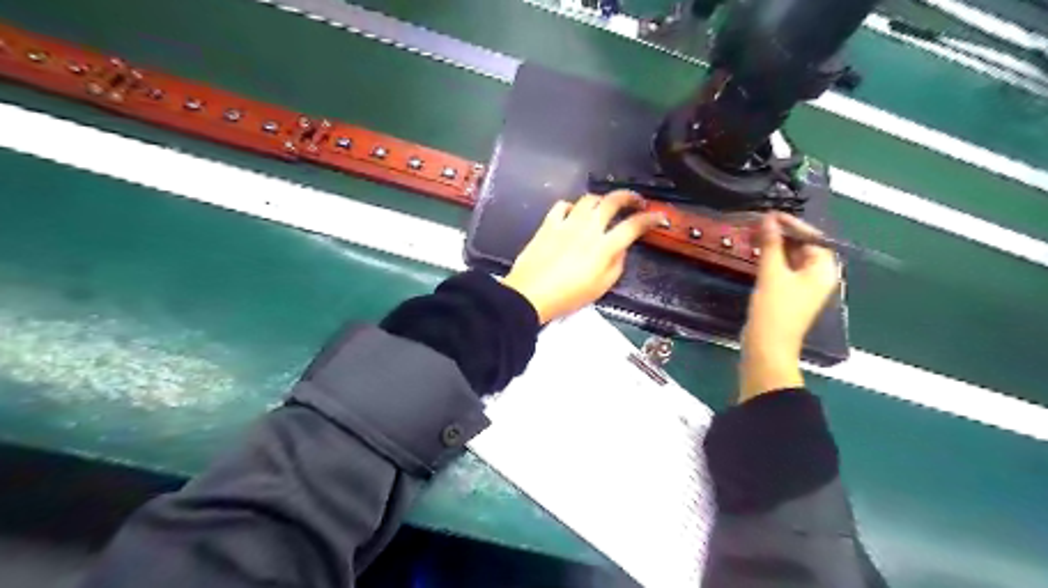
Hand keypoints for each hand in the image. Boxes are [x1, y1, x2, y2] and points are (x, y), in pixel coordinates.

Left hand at [502, 192, 662, 322]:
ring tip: (604, 208)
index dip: (650, 218)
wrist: (530, 295)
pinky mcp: (548, 224)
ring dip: (601, 200)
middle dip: (629, 196)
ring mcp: (567, 223)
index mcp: (604, 247)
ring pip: (589, 199)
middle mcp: (588, 229)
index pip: (633, 226)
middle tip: (636, 201)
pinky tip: (573, 214)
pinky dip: (572, 206)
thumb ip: (616, 264)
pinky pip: (562, 205)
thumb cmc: (567, 297)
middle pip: (613, 201)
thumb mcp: (600, 287)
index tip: (658, 216)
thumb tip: (621, 248)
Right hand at [735, 211, 839, 398]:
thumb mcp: (772, 274)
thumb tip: (768, 219)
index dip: (793, 224)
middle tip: (758, 224)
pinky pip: (783, 269)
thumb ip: (770, 244)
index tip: (770, 215)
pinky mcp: (788, 295)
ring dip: (774, 246)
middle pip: (803, 247)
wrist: (766, 347)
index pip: (813, 237)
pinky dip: (771, 259)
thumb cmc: (774, 310)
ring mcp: (803, 287)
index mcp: (823, 270)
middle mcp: (818, 277)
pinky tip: (756, 254)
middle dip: (782, 234)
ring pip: (791, 258)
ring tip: (754, 235)